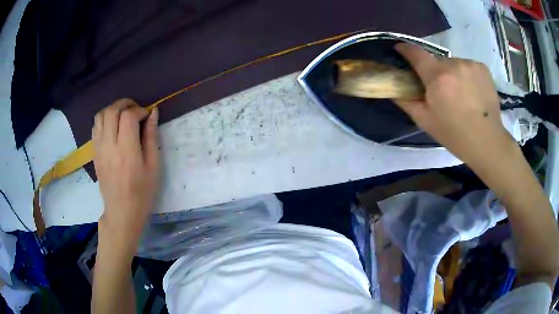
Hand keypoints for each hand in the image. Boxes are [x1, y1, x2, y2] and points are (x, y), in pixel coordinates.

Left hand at [92, 99, 159, 247]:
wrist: (121, 212)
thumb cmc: (142, 193)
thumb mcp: (153, 166)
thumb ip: (151, 137)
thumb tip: (153, 112)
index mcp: (126, 151)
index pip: (128, 116)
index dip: (140, 110)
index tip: (147, 116)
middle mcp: (109, 146)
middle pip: (112, 111)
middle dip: (125, 104)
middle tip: (136, 110)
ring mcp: (99, 149)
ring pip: (100, 116)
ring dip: (113, 110)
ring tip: (123, 116)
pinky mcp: (94, 153)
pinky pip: (95, 127)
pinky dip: (104, 120)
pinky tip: (113, 127)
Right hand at [394, 43, 515, 166]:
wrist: (487, 141)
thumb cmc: (454, 134)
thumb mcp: (425, 121)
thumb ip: (405, 101)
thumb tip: (391, 88)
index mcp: (437, 78)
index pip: (415, 53)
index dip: (405, 50)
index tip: (400, 50)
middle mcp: (453, 64)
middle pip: (436, 61)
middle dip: (434, 72)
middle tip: (440, 90)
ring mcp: (470, 64)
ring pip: (453, 63)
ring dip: (451, 73)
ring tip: (459, 93)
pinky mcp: (482, 67)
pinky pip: (467, 65)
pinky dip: (465, 74)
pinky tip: (471, 91)